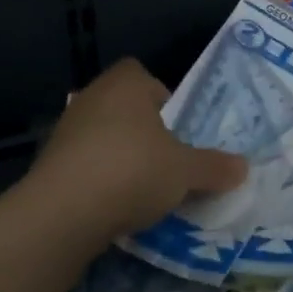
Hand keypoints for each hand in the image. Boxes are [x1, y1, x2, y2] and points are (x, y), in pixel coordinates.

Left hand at [28, 59, 246, 244]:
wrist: (61, 214)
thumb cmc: (132, 170)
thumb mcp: (185, 171)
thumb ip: (214, 167)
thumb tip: (243, 167)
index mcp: (126, 84)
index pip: (145, 76)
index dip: (163, 98)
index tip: (177, 129)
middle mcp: (92, 97)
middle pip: (126, 109)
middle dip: (146, 133)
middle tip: (168, 161)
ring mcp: (65, 132)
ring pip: (104, 138)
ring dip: (122, 158)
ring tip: (144, 190)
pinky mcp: (49, 166)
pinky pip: (84, 166)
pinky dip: (100, 181)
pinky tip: (115, 208)